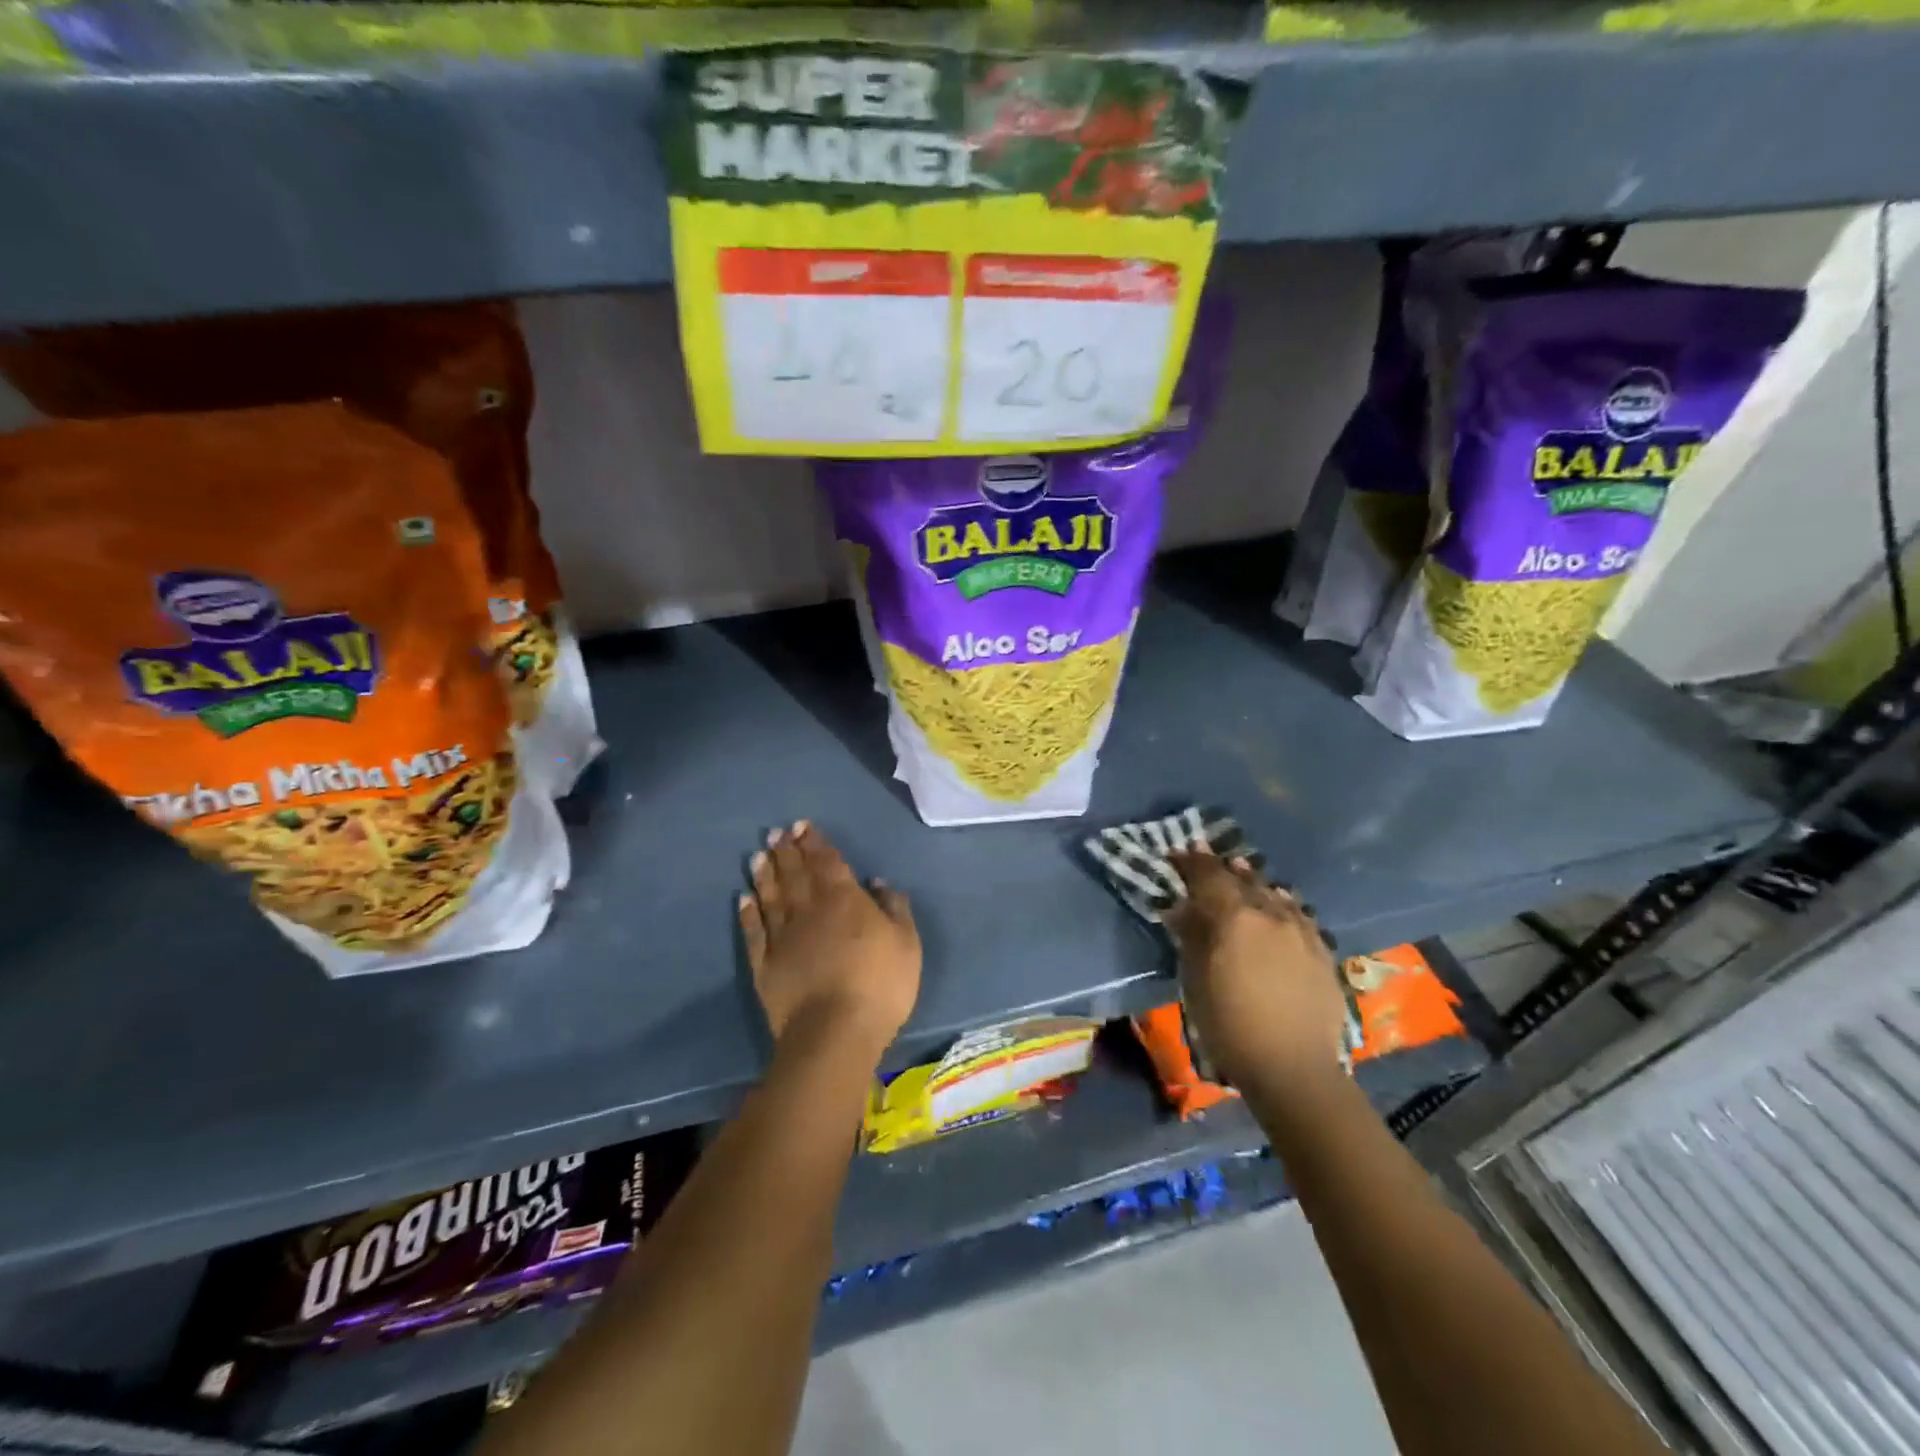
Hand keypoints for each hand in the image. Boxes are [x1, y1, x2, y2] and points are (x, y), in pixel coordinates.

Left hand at [739, 821, 920, 1061]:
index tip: (802, 826)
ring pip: (771, 896)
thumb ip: (894, 908)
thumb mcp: (906, 943)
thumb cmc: (880, 984)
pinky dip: (748, 913)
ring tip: (758, 855)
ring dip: (765, 874)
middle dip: (786, 851)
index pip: (827, 862)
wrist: (835, 1032)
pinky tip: (743, 898)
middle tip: (776, 832)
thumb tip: (877, 882)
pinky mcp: (765, 964)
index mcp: (845, 900)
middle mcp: (809, 909)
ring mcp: (783, 937)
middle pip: (795, 873)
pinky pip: (754, 931)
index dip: (815, 843)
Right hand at [1165, 848, 1348, 1098]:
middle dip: (1222, 868)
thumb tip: (1182, 908)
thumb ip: (1191, 936)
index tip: (1178, 851)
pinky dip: (1281, 904)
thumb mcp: (1196, 980)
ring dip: (1253, 882)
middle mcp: (1271, 914)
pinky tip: (1279, 905)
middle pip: (1242, 880)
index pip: (1209, 876)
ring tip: (1242, 873)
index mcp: (1235, 917)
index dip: (1191, 862)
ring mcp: (1302, 931)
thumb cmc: (1230, 1026)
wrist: (1294, 1069)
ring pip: (1274, 893)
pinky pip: (1297, 914)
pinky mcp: (1322, 951)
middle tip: (1205, 858)